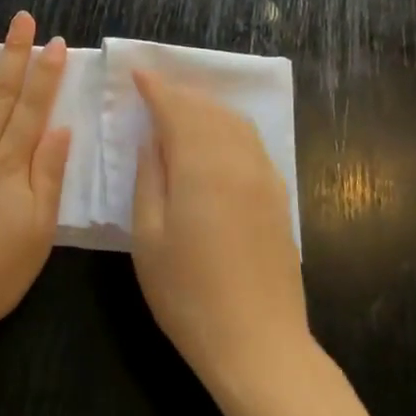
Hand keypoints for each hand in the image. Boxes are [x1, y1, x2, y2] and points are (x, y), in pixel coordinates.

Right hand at [129, 70, 309, 401]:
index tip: (137, 72)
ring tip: (181, 108)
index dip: (156, 88)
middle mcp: (239, 161)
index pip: (177, 109)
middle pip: (209, 110)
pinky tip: (215, 140)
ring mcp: (265, 179)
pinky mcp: (278, 199)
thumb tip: (153, 140)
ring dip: (206, 107)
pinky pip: (252, 144)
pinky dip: (228, 128)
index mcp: (202, 166)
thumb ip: (149, 178)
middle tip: (154, 88)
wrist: (258, 343)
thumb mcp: (148, 236)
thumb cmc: (188, 293)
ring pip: (236, 123)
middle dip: (181, 93)